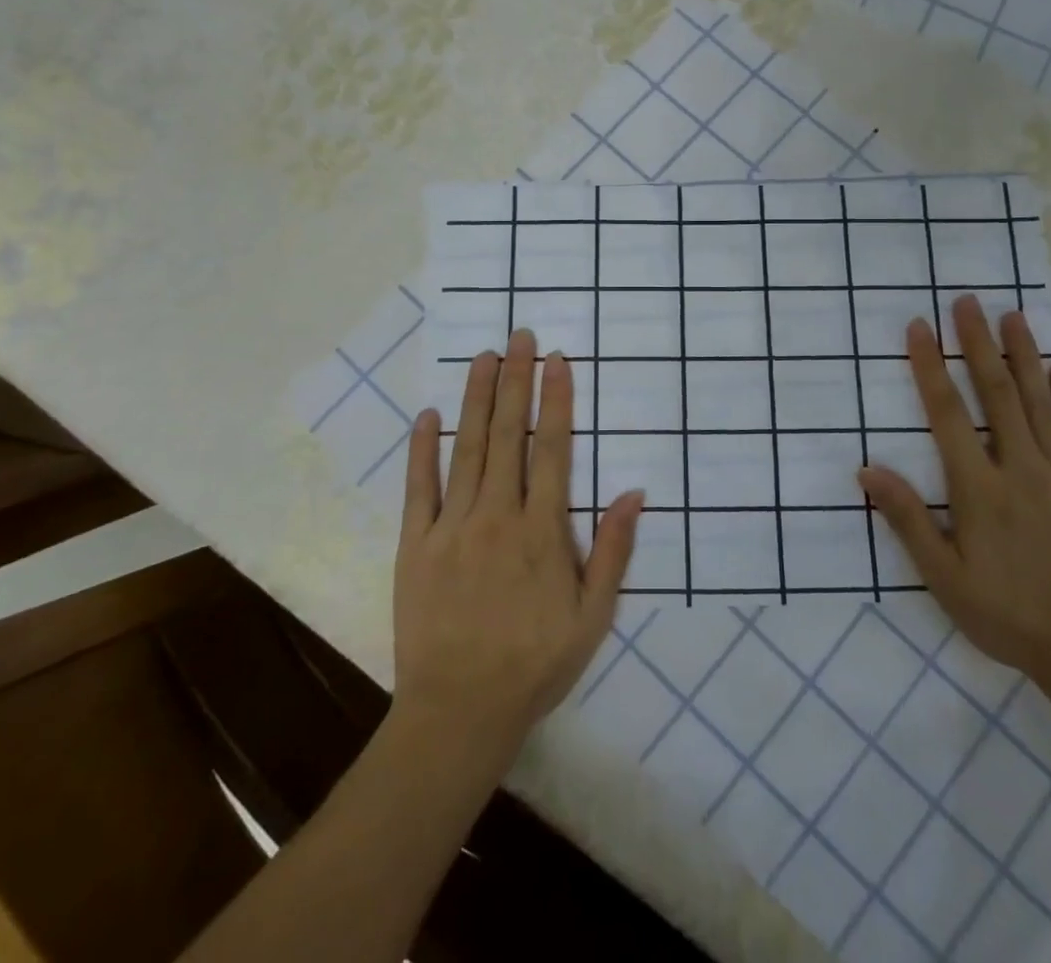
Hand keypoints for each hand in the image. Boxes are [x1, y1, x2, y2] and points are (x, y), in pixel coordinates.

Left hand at [394, 330, 643, 765]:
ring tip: (484, 357)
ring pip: (468, 449)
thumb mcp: (592, 617)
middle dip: (517, 382)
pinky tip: (428, 415)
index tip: (558, 361)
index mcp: (542, 531)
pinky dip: (424, 449)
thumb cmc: (534, 665)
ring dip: (477, 400)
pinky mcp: (416, 545)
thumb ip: (613, 552)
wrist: (459, 713)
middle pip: (509, 436)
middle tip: (521, 337)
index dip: (557, 401)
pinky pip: (420, 488)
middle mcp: (497, 516)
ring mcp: (452, 527)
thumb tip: (635, 493)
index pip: (552, 450)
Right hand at [859, 295, 1050, 687]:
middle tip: (967, 301)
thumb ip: (907, 519)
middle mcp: (1021, 469)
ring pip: (1040, 403)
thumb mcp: (944, 578)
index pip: (947, 413)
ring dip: (1023, 356)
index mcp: (979, 489)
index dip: (930, 367)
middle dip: (978, 343)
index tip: (918, 327)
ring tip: (1012, 316)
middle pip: (996, 393)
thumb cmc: (1008, 616)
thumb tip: (867, 469)